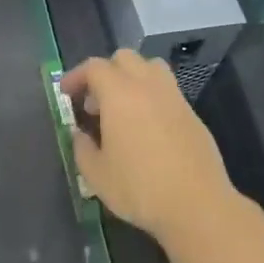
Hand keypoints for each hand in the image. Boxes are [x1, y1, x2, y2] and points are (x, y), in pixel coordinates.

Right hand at [60, 49, 241, 242]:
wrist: (197, 204)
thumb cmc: (140, 188)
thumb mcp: (97, 175)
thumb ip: (82, 148)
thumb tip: (80, 135)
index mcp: (120, 94)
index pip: (95, 67)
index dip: (76, 76)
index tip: (66, 94)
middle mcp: (149, 86)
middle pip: (124, 58)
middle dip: (105, 73)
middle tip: (94, 103)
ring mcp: (175, 97)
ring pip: (151, 68)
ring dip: (131, 79)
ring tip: (122, 110)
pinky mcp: (192, 114)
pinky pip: (167, 91)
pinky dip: (151, 97)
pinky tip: (146, 129)